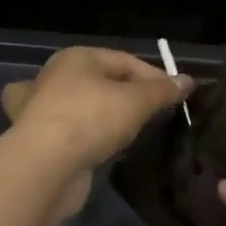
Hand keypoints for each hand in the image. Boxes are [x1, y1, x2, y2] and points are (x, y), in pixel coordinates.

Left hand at [1, 47, 192, 217]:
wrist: (45, 167)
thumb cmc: (92, 119)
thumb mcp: (136, 101)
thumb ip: (163, 91)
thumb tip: (187, 81)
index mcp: (76, 59)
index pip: (124, 61)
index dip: (155, 77)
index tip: (178, 98)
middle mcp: (54, 78)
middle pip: (101, 82)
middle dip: (128, 96)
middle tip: (155, 115)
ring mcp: (40, 110)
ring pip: (81, 107)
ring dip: (103, 117)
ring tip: (129, 131)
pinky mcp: (38, 141)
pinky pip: (72, 133)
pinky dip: (88, 139)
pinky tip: (102, 150)